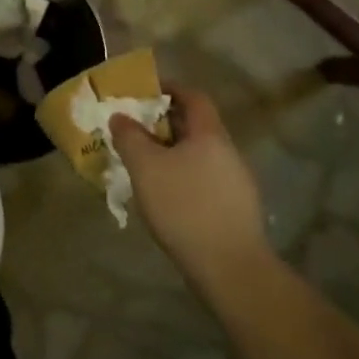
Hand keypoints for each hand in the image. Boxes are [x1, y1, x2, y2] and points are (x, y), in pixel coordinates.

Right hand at [113, 84, 268, 282]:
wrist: (231, 269)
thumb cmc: (184, 206)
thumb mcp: (145, 167)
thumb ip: (129, 137)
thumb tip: (121, 117)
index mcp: (210, 134)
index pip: (193, 96)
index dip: (170, 89)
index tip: (144, 92)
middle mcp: (229, 152)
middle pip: (196, 126)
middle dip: (165, 123)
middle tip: (136, 130)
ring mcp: (237, 183)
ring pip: (200, 155)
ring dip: (173, 152)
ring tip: (145, 165)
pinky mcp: (237, 210)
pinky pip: (205, 179)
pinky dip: (184, 177)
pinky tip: (166, 196)